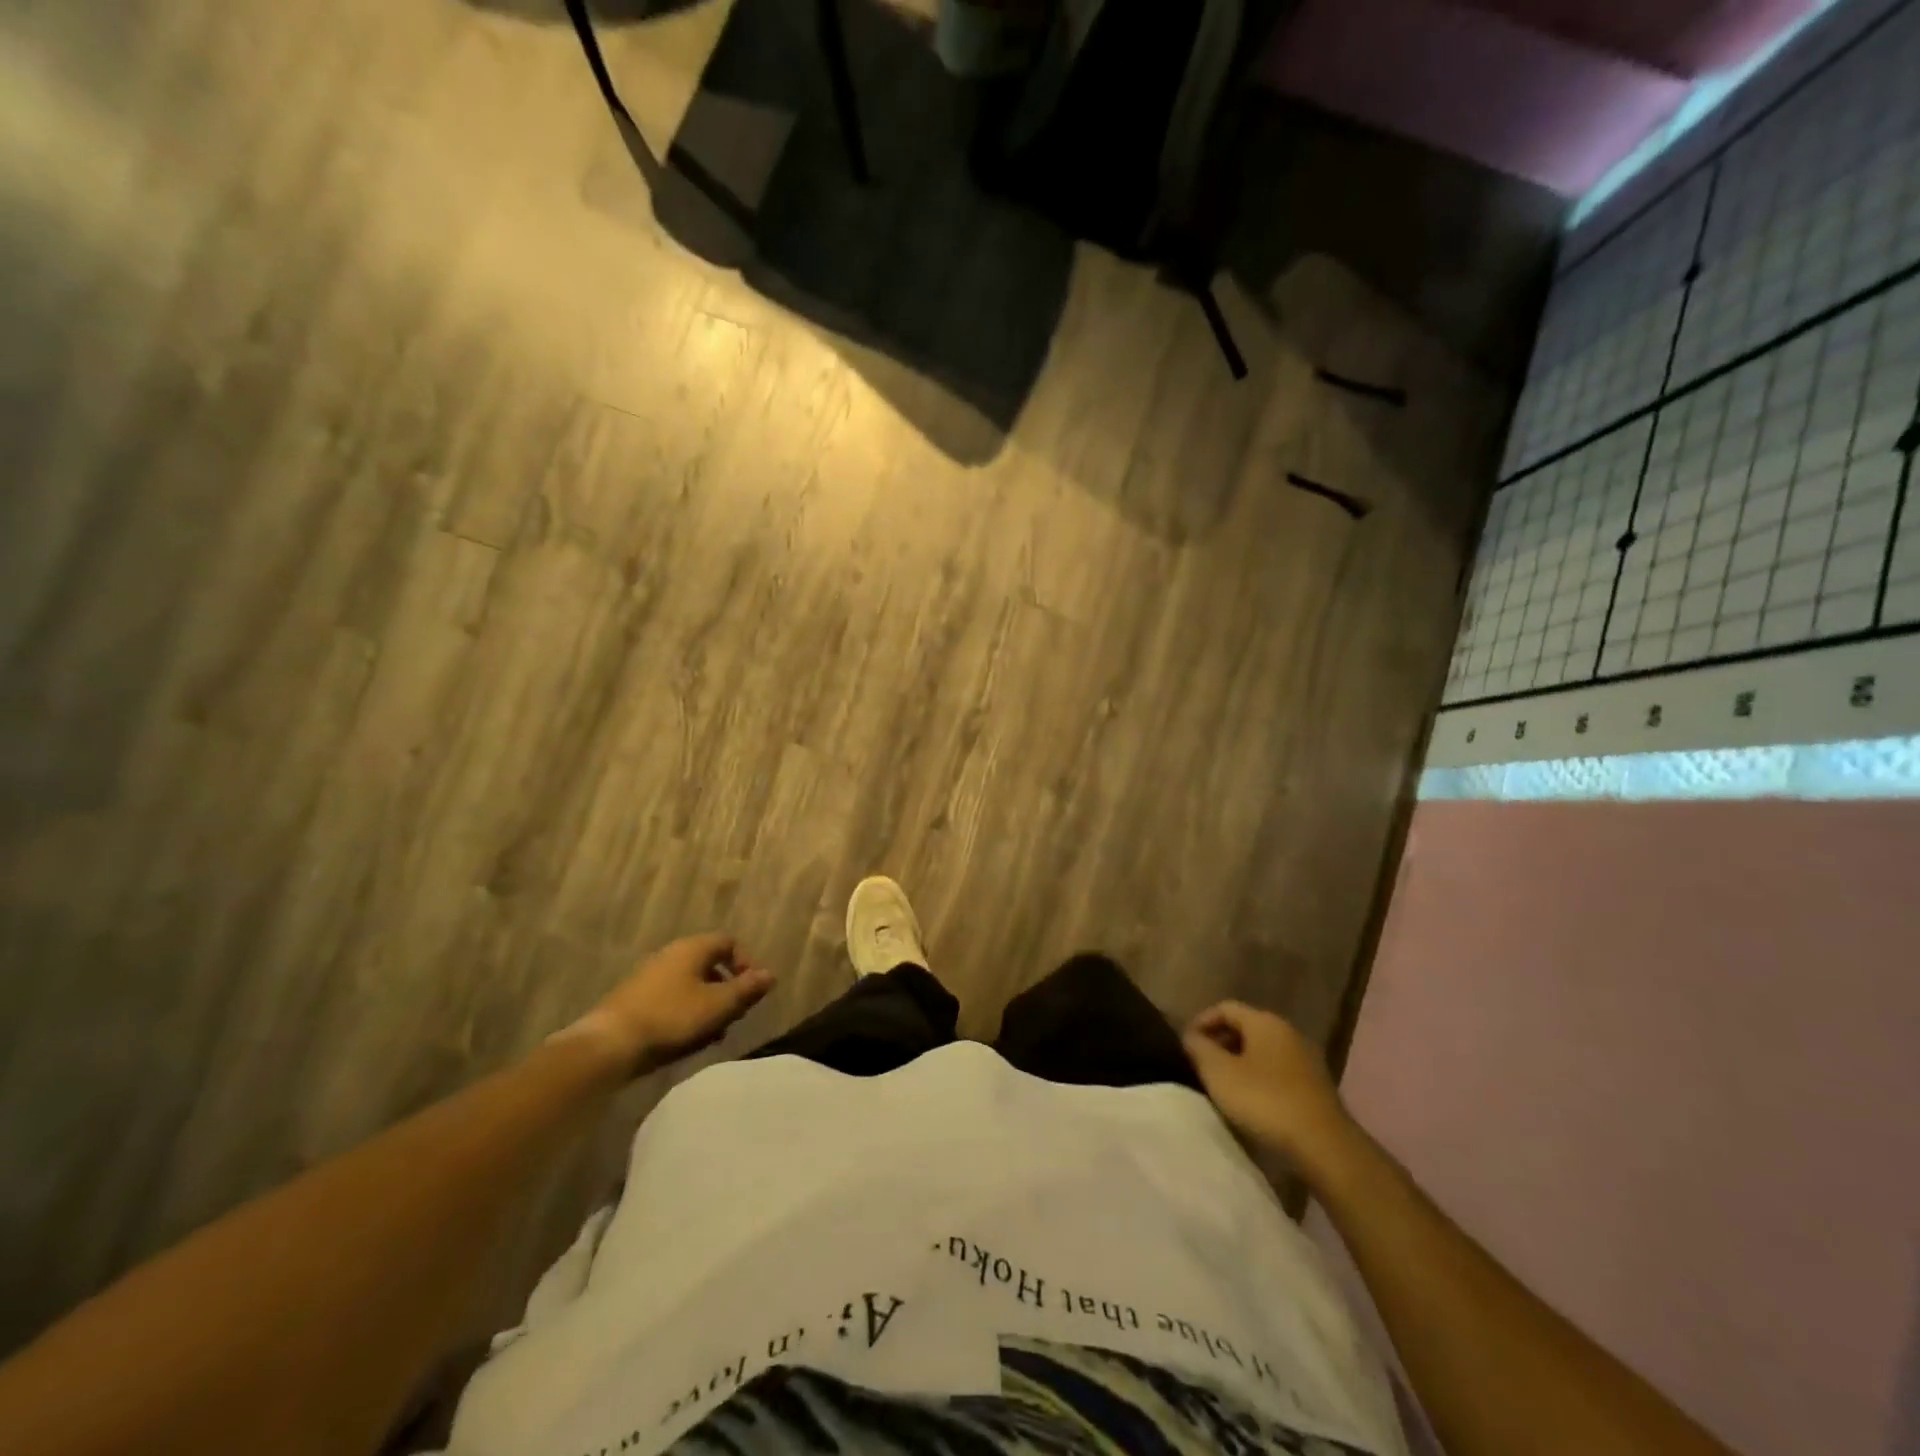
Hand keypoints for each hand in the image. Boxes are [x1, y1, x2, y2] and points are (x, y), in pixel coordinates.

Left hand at [572, 933, 774, 1077]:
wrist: (609, 1045)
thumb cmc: (672, 1018)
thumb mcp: (718, 1006)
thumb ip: (746, 989)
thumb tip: (770, 974)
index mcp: (693, 948)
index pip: (729, 942)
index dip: (746, 963)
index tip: (752, 991)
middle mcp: (671, 954)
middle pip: (710, 964)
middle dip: (727, 989)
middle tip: (734, 1015)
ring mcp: (650, 976)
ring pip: (691, 984)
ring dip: (708, 1004)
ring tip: (713, 1033)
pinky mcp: (635, 999)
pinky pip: (672, 998)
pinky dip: (686, 1013)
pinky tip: (687, 1039)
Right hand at [1183, 1001, 1358, 1178]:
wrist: (1324, 1145)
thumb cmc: (1265, 1101)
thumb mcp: (1219, 1073)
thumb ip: (1199, 1049)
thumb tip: (1190, 1036)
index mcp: (1264, 1021)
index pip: (1225, 1007)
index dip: (1201, 1021)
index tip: (1186, 1044)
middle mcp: (1288, 1031)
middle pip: (1245, 1027)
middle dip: (1220, 1042)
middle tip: (1201, 1064)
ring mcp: (1306, 1059)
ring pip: (1263, 1050)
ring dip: (1240, 1061)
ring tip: (1223, 1084)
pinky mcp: (1316, 1085)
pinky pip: (1278, 1070)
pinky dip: (1259, 1077)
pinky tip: (1251, 1101)